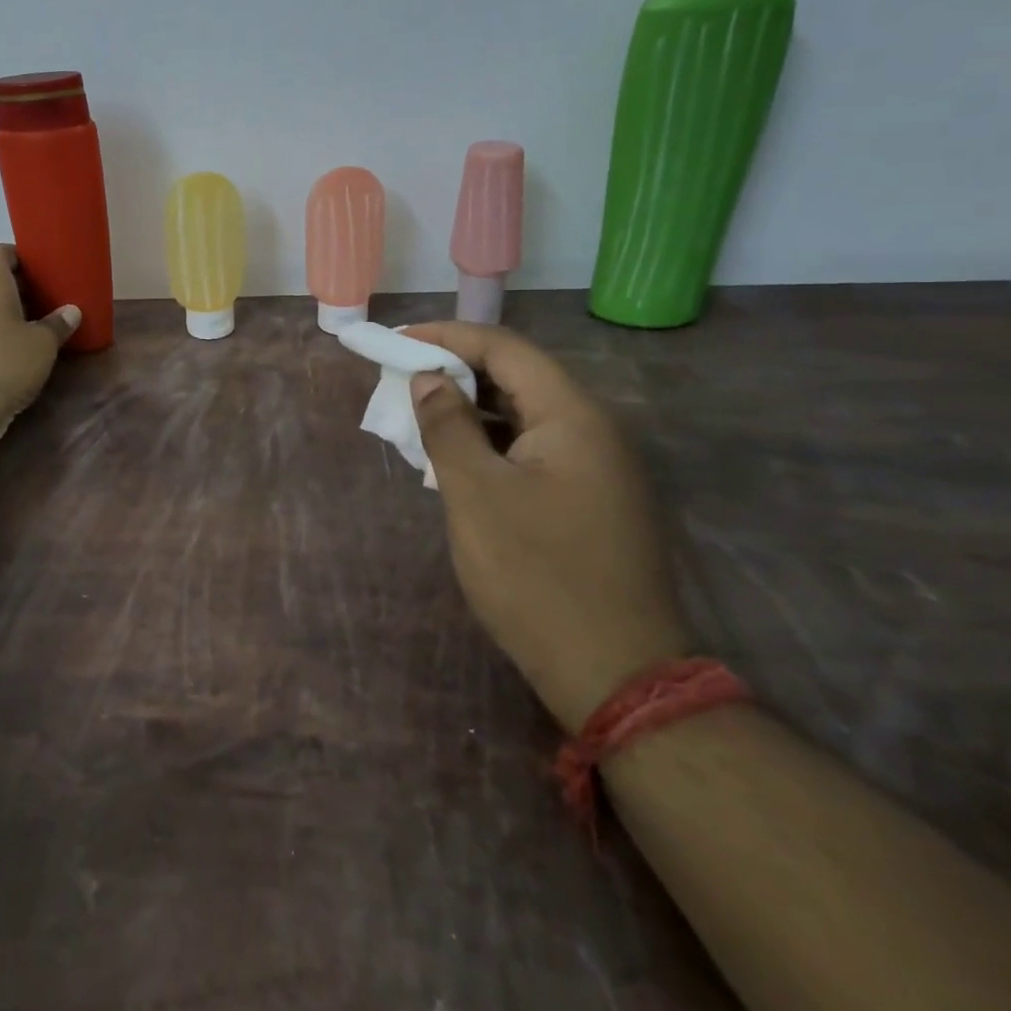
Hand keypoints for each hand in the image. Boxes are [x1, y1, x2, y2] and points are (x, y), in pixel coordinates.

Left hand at [0, 245, 80, 439]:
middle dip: (24, 287)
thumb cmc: (4, 364)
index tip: (44, 266)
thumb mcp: (42, 344)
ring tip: (46, 324)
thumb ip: (57, 325)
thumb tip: (71, 311)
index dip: (19, 254)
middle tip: (54, 296)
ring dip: (16, 314)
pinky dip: (5, 336)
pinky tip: (27, 352)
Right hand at [404, 322, 690, 732]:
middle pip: (518, 377)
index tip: (394, 343)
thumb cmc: (535, 575)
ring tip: (419, 416)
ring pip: (524, 416)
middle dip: (455, 371)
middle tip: (401, 379)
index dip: (446, 336)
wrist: (615, 674)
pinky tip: (456, 460)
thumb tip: (428, 377)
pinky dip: (490, 443)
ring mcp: (598, 468)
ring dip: (470, 409)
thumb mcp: (475, 494)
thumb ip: (447, 426)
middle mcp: (594, 431)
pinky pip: (533, 450)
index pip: (505, 349)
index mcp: (573, 417)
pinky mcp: (591, 500)